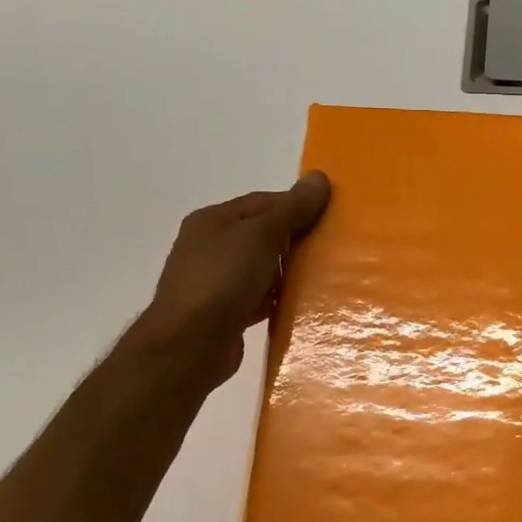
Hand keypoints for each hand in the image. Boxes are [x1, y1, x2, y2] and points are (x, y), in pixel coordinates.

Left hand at [130, 173, 330, 388]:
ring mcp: (214, 282)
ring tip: (323, 277)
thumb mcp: (261, 235)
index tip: (330, 216)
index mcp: (213, 220)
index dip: (296, 206)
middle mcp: (209, 247)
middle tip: (331, 247)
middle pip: (262, 235)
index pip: (262, 202)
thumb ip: (292, 208)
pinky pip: (258, 299)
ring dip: (288, 273)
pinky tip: (301, 306)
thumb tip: (320, 177)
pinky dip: (278, 300)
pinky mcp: (224, 313)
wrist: (190, 344)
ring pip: (261, 269)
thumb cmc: (223, 279)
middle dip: (295, 240)